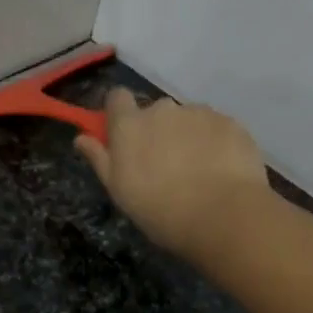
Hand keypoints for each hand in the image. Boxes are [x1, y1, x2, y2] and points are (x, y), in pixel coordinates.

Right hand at [75, 89, 268, 256]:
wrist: (222, 215)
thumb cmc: (160, 209)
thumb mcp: (120, 191)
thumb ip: (100, 159)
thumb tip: (81, 137)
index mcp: (130, 124)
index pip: (116, 97)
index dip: (120, 113)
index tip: (125, 136)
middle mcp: (163, 109)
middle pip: (156, 112)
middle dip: (159, 131)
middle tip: (166, 166)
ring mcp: (199, 113)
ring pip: (189, 119)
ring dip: (189, 137)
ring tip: (199, 172)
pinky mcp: (230, 122)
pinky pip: (216, 128)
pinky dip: (216, 143)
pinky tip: (222, 171)